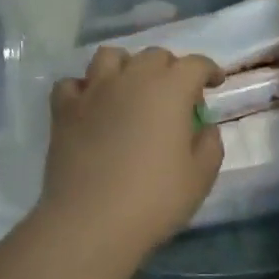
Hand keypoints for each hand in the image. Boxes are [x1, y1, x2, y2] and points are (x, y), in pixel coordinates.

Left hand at [37, 46, 223, 250]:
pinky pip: (72, 84)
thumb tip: (204, 127)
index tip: (214, 83)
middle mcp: (132, 79)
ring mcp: (94, 91)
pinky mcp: (64, 110)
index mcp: (170, 89)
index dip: (208, 70)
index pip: (195, 64)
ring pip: (110, 57)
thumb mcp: (201, 176)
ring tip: (130, 89)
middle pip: (154, 56)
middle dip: (170, 68)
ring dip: (126, 66)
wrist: (91, 223)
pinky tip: (92, 106)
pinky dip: (85, 89)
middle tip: (175, 96)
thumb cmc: (155, 199)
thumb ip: (210, 143)